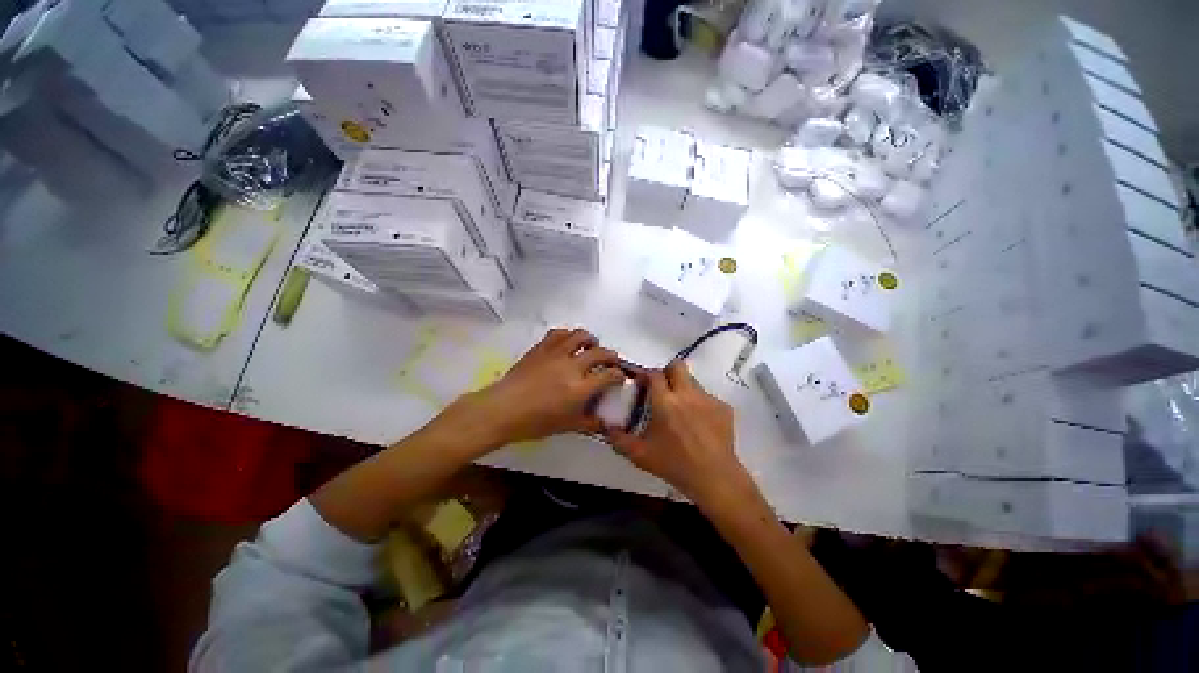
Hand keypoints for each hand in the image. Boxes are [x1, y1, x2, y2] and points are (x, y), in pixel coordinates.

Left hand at [445, 328, 624, 448]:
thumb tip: (604, 424)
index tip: (619, 377)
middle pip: (599, 352)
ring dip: (590, 339)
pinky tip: (567, 341)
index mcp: (579, 388)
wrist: (501, 409)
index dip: (618, 375)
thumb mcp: (565, 426)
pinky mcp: (540, 348)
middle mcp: (571, 366)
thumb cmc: (534, 422)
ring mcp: (555, 354)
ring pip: (579, 335)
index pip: (608, 375)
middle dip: (610, 355)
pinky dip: (567, 334)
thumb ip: (588, 423)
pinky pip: (558, 333)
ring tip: (591, 345)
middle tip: (611, 361)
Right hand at [605, 361, 755, 508]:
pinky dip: (699, 404)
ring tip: (680, 408)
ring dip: (683, 388)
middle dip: (667, 372)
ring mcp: (707, 399)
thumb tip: (606, 428)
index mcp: (665, 402)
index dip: (645, 375)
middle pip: (677, 366)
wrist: (714, 478)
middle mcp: (687, 394)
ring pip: (693, 381)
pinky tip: (698, 423)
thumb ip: (618, 439)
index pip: (654, 374)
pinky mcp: (723, 408)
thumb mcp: (640, 454)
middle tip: (662, 389)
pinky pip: (707, 397)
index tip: (641, 384)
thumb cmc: (674, 465)